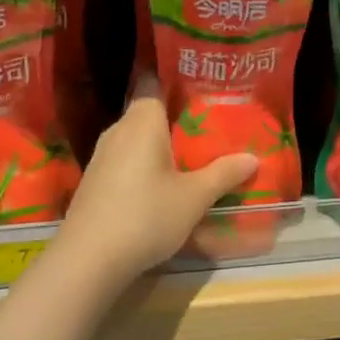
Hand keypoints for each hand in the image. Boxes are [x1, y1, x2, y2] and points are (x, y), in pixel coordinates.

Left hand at [52, 76, 257, 286]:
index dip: (175, 79)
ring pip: (136, 137)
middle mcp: (118, 129)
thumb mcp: (194, 197)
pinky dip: (144, 163)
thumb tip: (253, 158)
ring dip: (159, 143)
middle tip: (208, 122)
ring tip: (190, 152)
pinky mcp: (94, 181)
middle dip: (175, 115)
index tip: (201, 83)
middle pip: (148, 111)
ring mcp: (101, 156)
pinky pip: (125, 159)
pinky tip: (161, 182)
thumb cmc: (145, 216)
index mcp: (142, 121)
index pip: (154, 81)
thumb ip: (223, 174)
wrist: (87, 260)